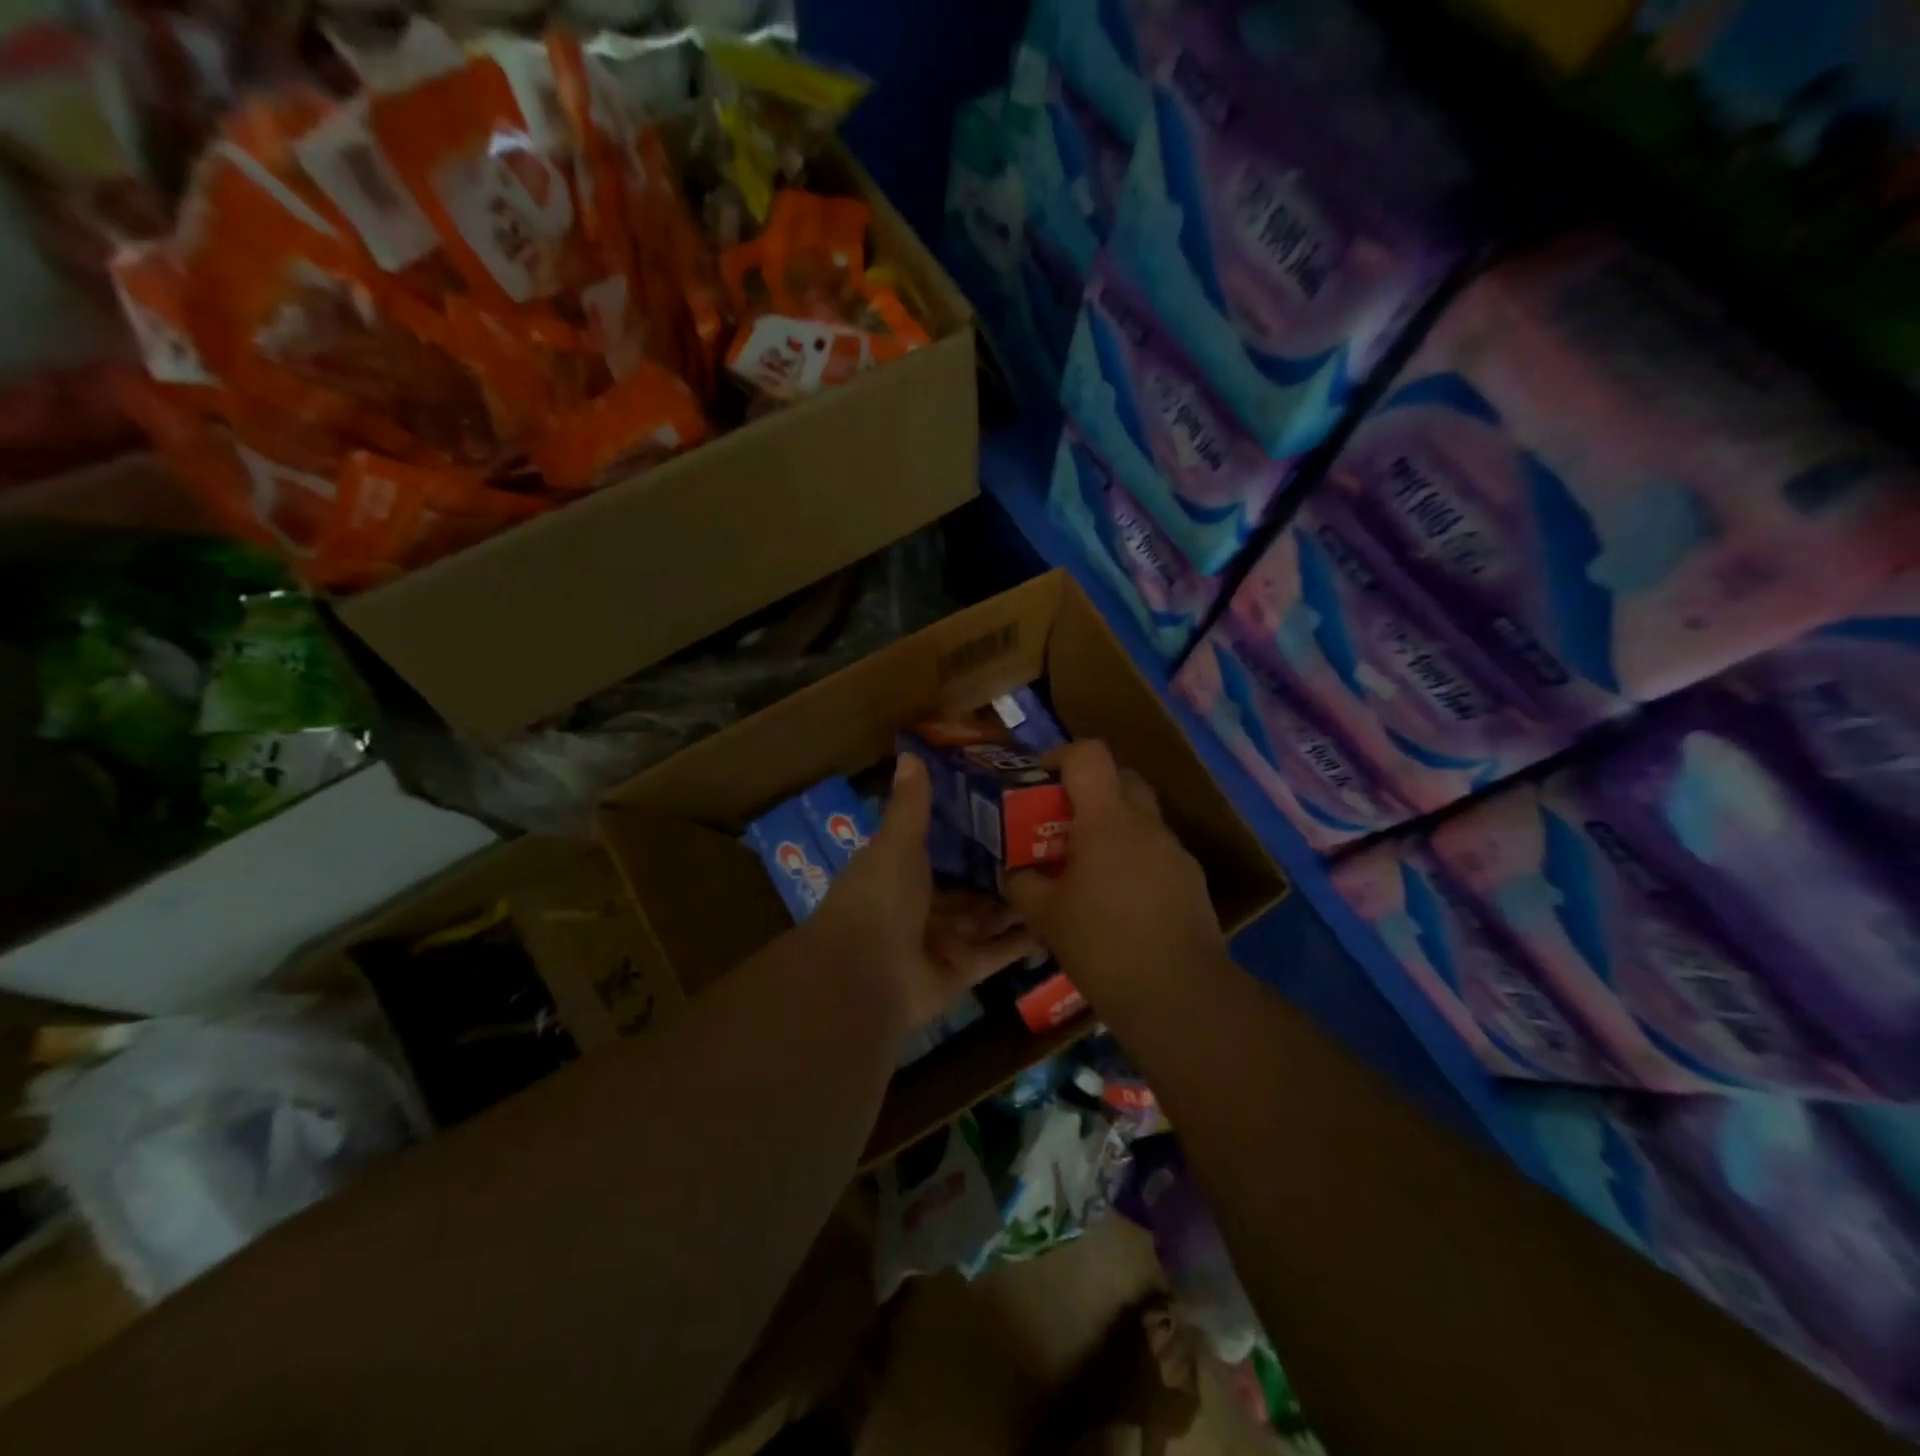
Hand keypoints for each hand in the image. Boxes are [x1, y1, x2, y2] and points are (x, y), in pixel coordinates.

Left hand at [809, 754, 1037, 1032]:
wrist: (865, 976)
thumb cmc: (880, 899)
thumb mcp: (897, 844)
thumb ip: (910, 804)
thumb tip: (910, 753)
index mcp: (901, 870)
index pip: (942, 845)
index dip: (973, 829)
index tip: (1012, 807)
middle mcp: (922, 904)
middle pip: (969, 883)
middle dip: (1003, 867)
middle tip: (1052, 842)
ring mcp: (943, 940)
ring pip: (987, 917)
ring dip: (1018, 901)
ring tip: (1065, 876)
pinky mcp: (963, 971)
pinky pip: (998, 952)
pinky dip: (1024, 940)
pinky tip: (1059, 921)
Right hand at [1006, 741, 1225, 1010]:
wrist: (1178, 994)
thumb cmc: (1102, 946)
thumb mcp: (1045, 917)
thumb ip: (1022, 885)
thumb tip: (1014, 873)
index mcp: (1107, 821)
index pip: (1089, 755)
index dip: (1061, 756)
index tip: (1041, 780)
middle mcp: (1146, 824)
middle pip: (1121, 777)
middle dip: (1090, 789)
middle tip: (1063, 821)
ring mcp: (1174, 850)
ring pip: (1141, 816)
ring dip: (1114, 825)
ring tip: (1090, 866)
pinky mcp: (1192, 878)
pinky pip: (1156, 850)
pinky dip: (1135, 857)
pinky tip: (1121, 899)